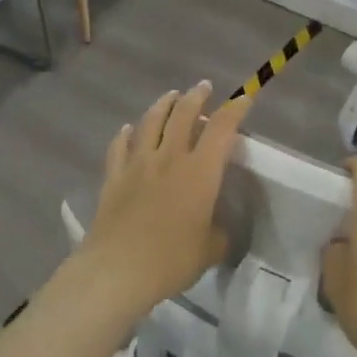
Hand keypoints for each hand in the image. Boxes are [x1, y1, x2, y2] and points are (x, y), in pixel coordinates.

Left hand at [75, 82, 250, 319]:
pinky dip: (126, 134)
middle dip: (196, 96)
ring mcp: (138, 164)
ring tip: (170, 96)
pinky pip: (119, 146)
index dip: (235, 110)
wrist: (117, 269)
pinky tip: (128, 130)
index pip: (222, 129)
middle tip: (202, 87)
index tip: (243, 98)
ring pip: (151, 122)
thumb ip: (218, 235)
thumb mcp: (209, 250)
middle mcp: (169, 157)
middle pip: (183, 114)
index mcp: (200, 171)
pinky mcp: (113, 177)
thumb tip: (217, 231)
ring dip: (163, 105)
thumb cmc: (171, 259)